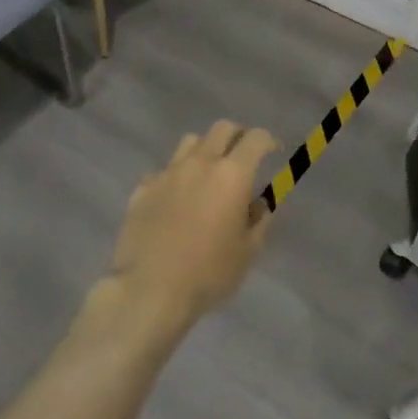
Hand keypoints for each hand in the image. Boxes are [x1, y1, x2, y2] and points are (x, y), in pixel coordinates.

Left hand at [104, 120, 277, 338]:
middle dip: (237, 136)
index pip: (255, 138)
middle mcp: (200, 163)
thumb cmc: (207, 274)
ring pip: (191, 142)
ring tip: (208, 174)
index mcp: (232, 174)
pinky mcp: (143, 188)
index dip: (268, 140)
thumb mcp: (247, 252)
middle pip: (222, 128)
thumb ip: (260, 220)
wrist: (148, 290)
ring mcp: (168, 172)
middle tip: (243, 157)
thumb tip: (260, 203)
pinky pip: (164, 171)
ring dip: (205, 150)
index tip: (274, 151)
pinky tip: (176, 200)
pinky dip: (176, 177)